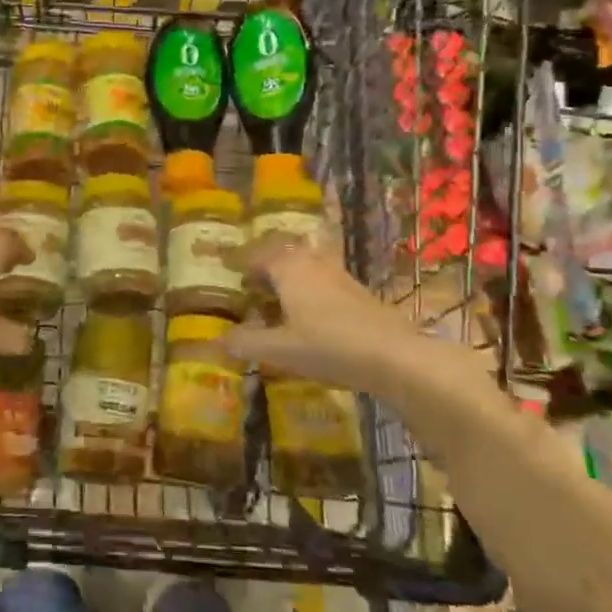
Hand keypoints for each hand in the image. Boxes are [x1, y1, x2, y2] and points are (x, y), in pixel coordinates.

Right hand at [224, 239, 495, 394]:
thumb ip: (246, 343)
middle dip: (264, 265)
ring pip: (305, 265)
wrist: (395, 357)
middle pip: (282, 254)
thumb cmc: (329, 347)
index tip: (223, 269)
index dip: (238, 262)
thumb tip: (217, 341)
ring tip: (274, 298)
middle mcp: (312, 263)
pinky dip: (307, 288)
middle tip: (248, 283)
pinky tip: (307, 314)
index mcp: (288, 268)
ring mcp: (338, 275)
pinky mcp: (357, 292)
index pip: (255, 255)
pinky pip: (321, 280)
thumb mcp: (280, 350)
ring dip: (287, 276)